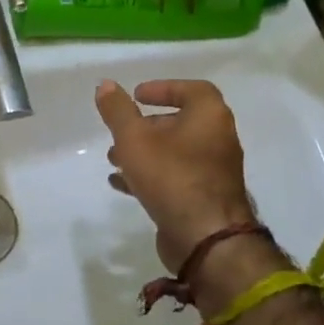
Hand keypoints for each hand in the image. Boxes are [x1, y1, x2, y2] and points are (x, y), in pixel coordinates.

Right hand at [95, 79, 267, 293]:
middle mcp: (218, 140)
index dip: (163, 88)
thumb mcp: (134, 138)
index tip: (137, 95)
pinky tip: (121, 184)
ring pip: (175, 152)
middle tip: (121, 130)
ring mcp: (214, 172)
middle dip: (146, 125)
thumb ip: (118, 111)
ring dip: (144, 151)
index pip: (192, 90)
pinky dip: (150, 175)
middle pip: (181, 122)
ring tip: (113, 159)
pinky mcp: (205, 198)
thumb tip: (105, 85)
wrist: (205, 239)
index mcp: (210, 117)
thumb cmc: (171, 177)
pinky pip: (176, 177)